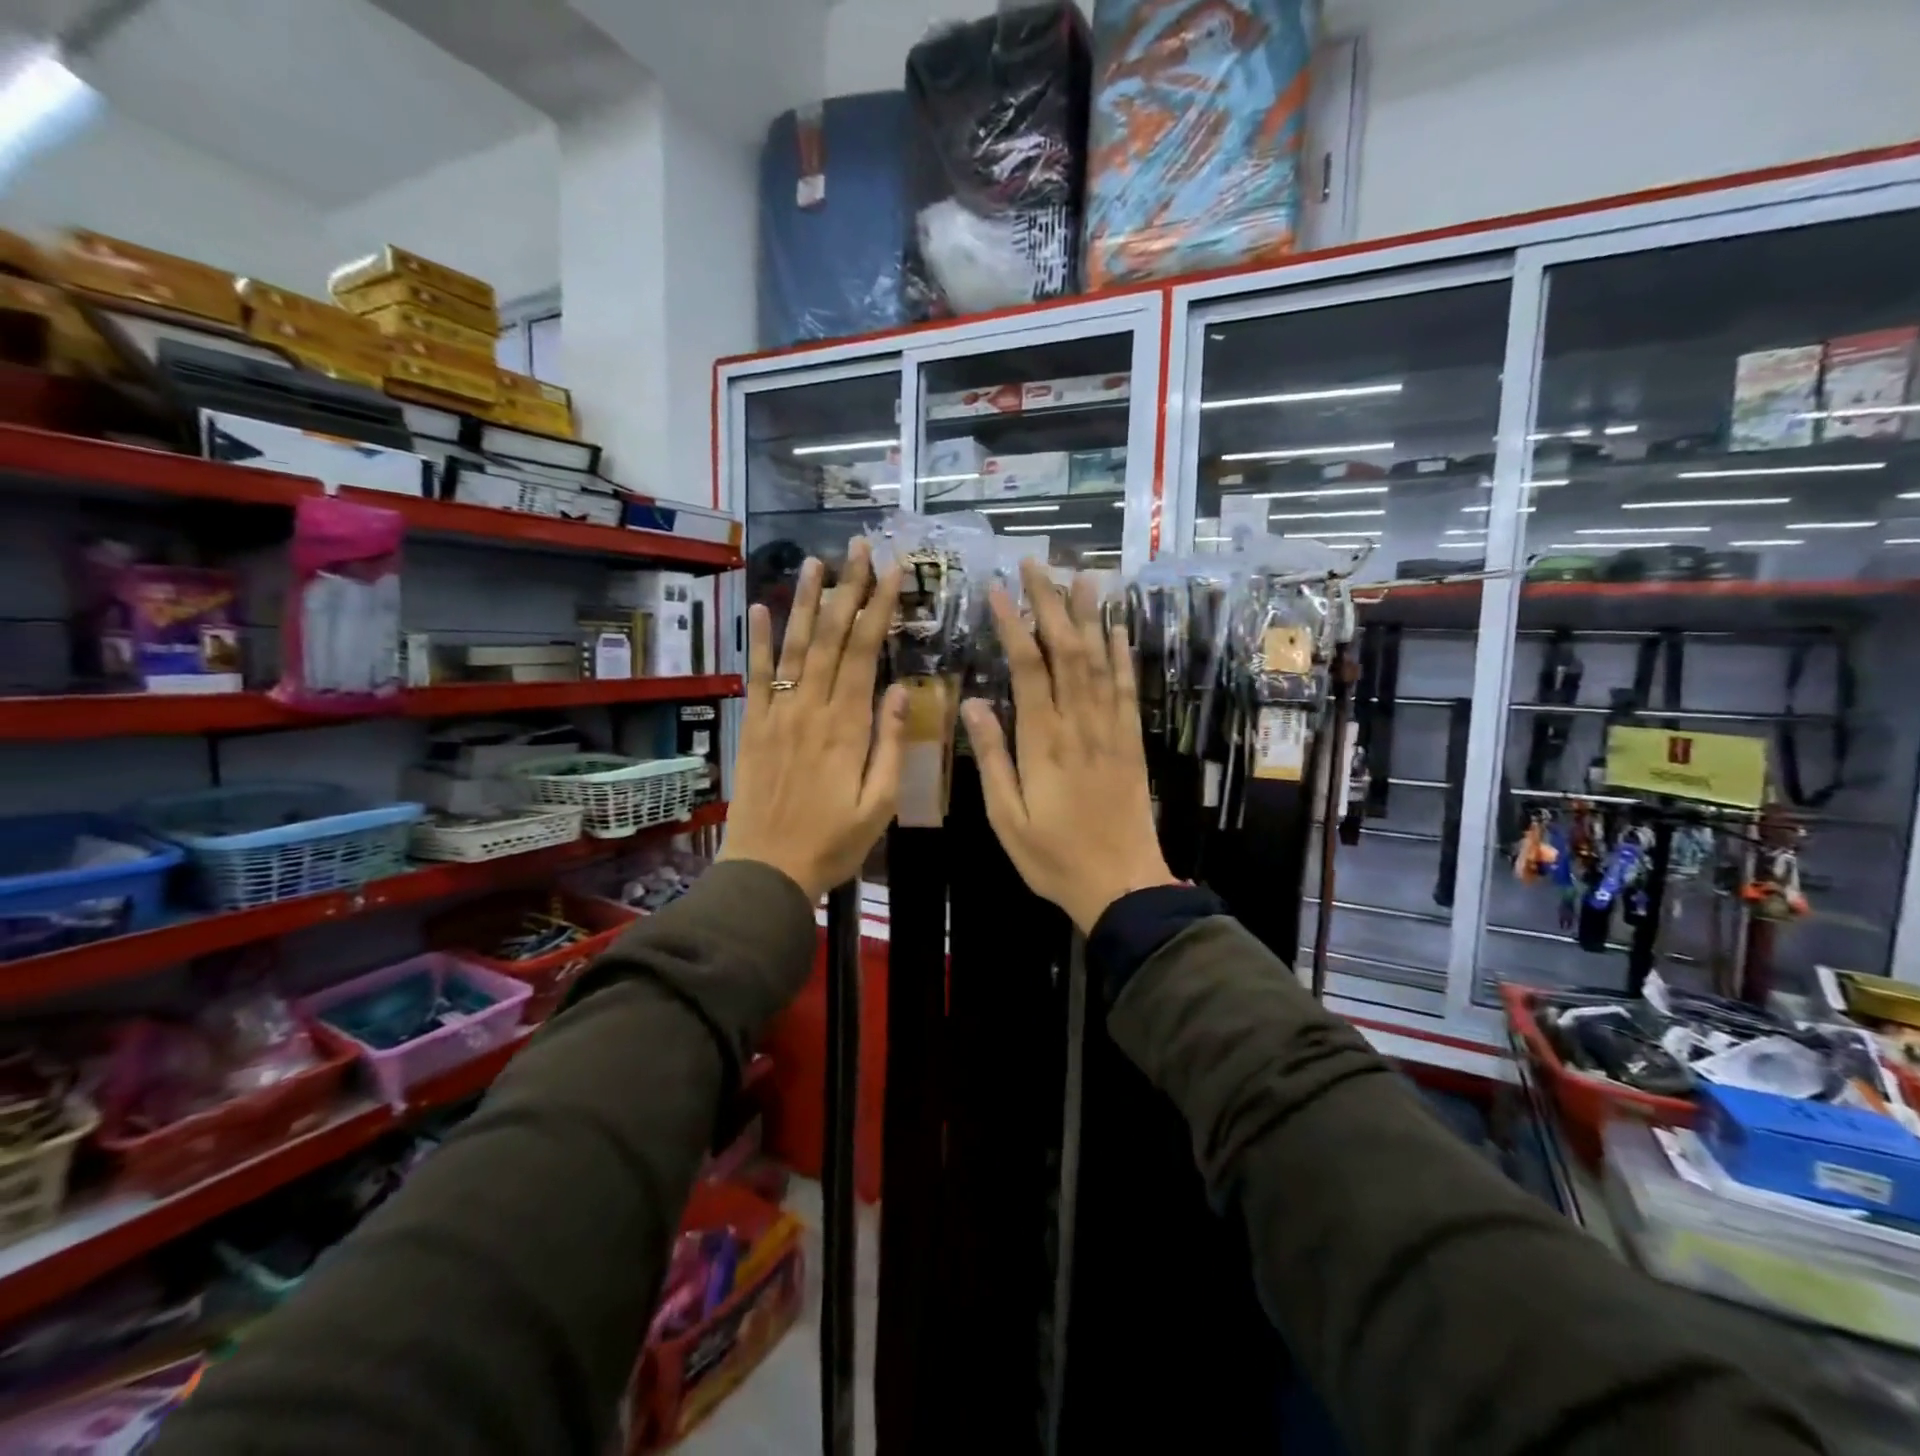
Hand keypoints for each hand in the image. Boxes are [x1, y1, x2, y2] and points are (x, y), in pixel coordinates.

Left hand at [719, 539, 906, 900]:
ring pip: (795, 647)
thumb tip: (902, 690)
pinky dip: (757, 641)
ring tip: (817, 561)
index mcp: (847, 727)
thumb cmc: (832, 842)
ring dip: (806, 602)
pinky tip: (759, 607)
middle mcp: (811, 709)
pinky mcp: (753, 726)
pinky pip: (756, 676)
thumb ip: (891, 745)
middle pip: (832, 638)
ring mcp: (778, 714)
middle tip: (859, 548)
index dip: (879, 608)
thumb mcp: (878, 804)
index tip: (893, 571)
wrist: (768, 870)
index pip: (865, 653)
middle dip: (849, 590)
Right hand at [963, 558, 1175, 933]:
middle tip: (1037, 564)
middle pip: (1067, 651)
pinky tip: (1118, 628)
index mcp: (1043, 742)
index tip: (999, 591)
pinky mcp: (1132, 741)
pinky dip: (1123, 655)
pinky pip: (1129, 689)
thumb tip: (973, 704)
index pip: (1028, 669)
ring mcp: (1111, 730)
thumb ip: (992, 758)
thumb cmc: (1054, 857)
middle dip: (1051, 604)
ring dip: (1090, 616)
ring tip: (1082, 576)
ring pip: (1100, 661)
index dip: (1014, 626)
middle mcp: (1080, 725)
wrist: (1122, 884)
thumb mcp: (1007, 818)